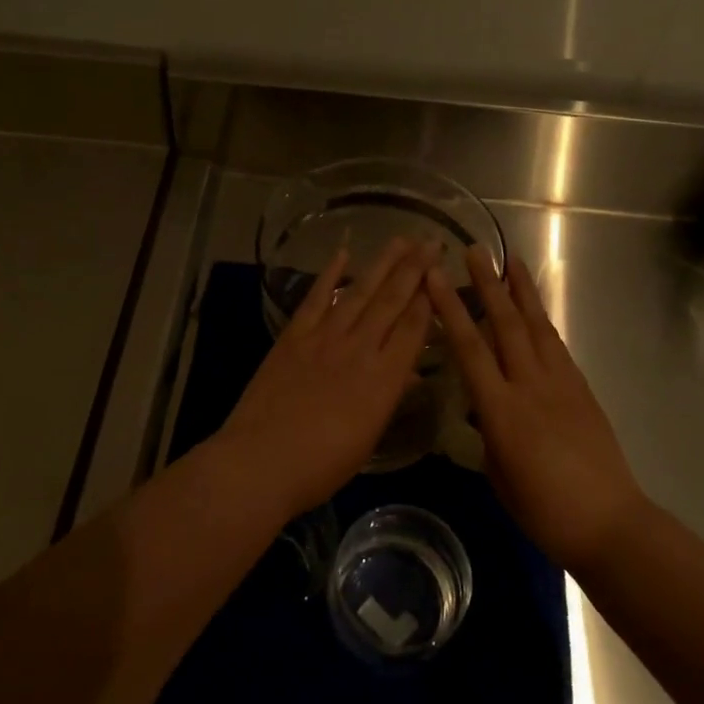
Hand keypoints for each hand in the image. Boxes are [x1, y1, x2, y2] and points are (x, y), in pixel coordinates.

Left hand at [217, 237, 435, 519]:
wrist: (262, 460)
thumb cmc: (321, 464)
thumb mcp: (367, 437)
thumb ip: (388, 398)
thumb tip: (408, 373)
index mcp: (384, 379)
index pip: (413, 328)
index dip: (429, 298)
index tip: (440, 273)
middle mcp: (359, 348)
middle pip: (392, 301)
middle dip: (414, 270)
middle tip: (431, 242)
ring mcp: (324, 337)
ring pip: (360, 291)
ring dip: (382, 263)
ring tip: (401, 240)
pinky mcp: (294, 335)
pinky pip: (316, 298)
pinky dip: (330, 274)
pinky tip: (344, 254)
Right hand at [425, 247, 644, 571]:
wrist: (608, 523)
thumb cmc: (543, 510)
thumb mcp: (498, 473)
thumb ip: (488, 432)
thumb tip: (485, 411)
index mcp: (501, 409)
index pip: (469, 347)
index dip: (449, 308)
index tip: (435, 276)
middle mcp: (530, 385)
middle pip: (505, 323)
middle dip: (487, 283)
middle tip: (475, 249)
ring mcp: (561, 383)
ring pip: (536, 326)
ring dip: (522, 291)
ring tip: (510, 260)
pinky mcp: (581, 389)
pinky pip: (556, 345)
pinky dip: (542, 320)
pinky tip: (535, 310)